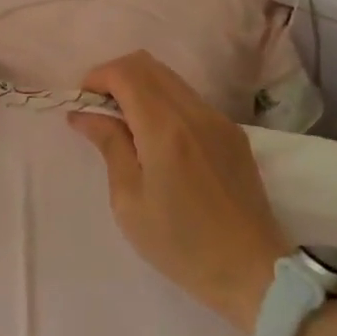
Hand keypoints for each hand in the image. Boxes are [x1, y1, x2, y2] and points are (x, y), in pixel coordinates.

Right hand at [68, 51, 288, 331]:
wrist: (253, 272)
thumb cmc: (181, 244)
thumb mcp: (129, 201)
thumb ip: (109, 146)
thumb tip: (84, 114)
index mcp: (165, 129)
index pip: (125, 72)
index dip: (96, 78)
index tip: (83, 106)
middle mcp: (194, 111)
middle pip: (146, 64)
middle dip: (115, 78)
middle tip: (100, 113)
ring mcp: (218, 119)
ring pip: (169, 78)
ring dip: (140, 88)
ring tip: (126, 127)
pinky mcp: (232, 132)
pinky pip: (189, 98)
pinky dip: (164, 102)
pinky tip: (158, 141)